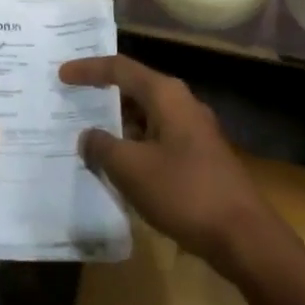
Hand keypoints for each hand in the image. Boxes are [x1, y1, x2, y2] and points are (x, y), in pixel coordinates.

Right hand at [61, 55, 279, 272]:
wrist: (244, 236)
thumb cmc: (185, 192)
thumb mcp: (132, 169)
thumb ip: (102, 147)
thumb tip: (87, 137)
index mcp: (166, 95)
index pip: (120, 69)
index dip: (88, 69)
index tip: (61, 74)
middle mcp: (181, 104)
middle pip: (134, 89)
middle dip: (101, 95)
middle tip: (70, 100)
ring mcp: (193, 131)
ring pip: (145, 117)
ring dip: (117, 124)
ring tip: (85, 134)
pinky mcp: (198, 158)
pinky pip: (156, 139)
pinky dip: (132, 145)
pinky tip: (115, 165)